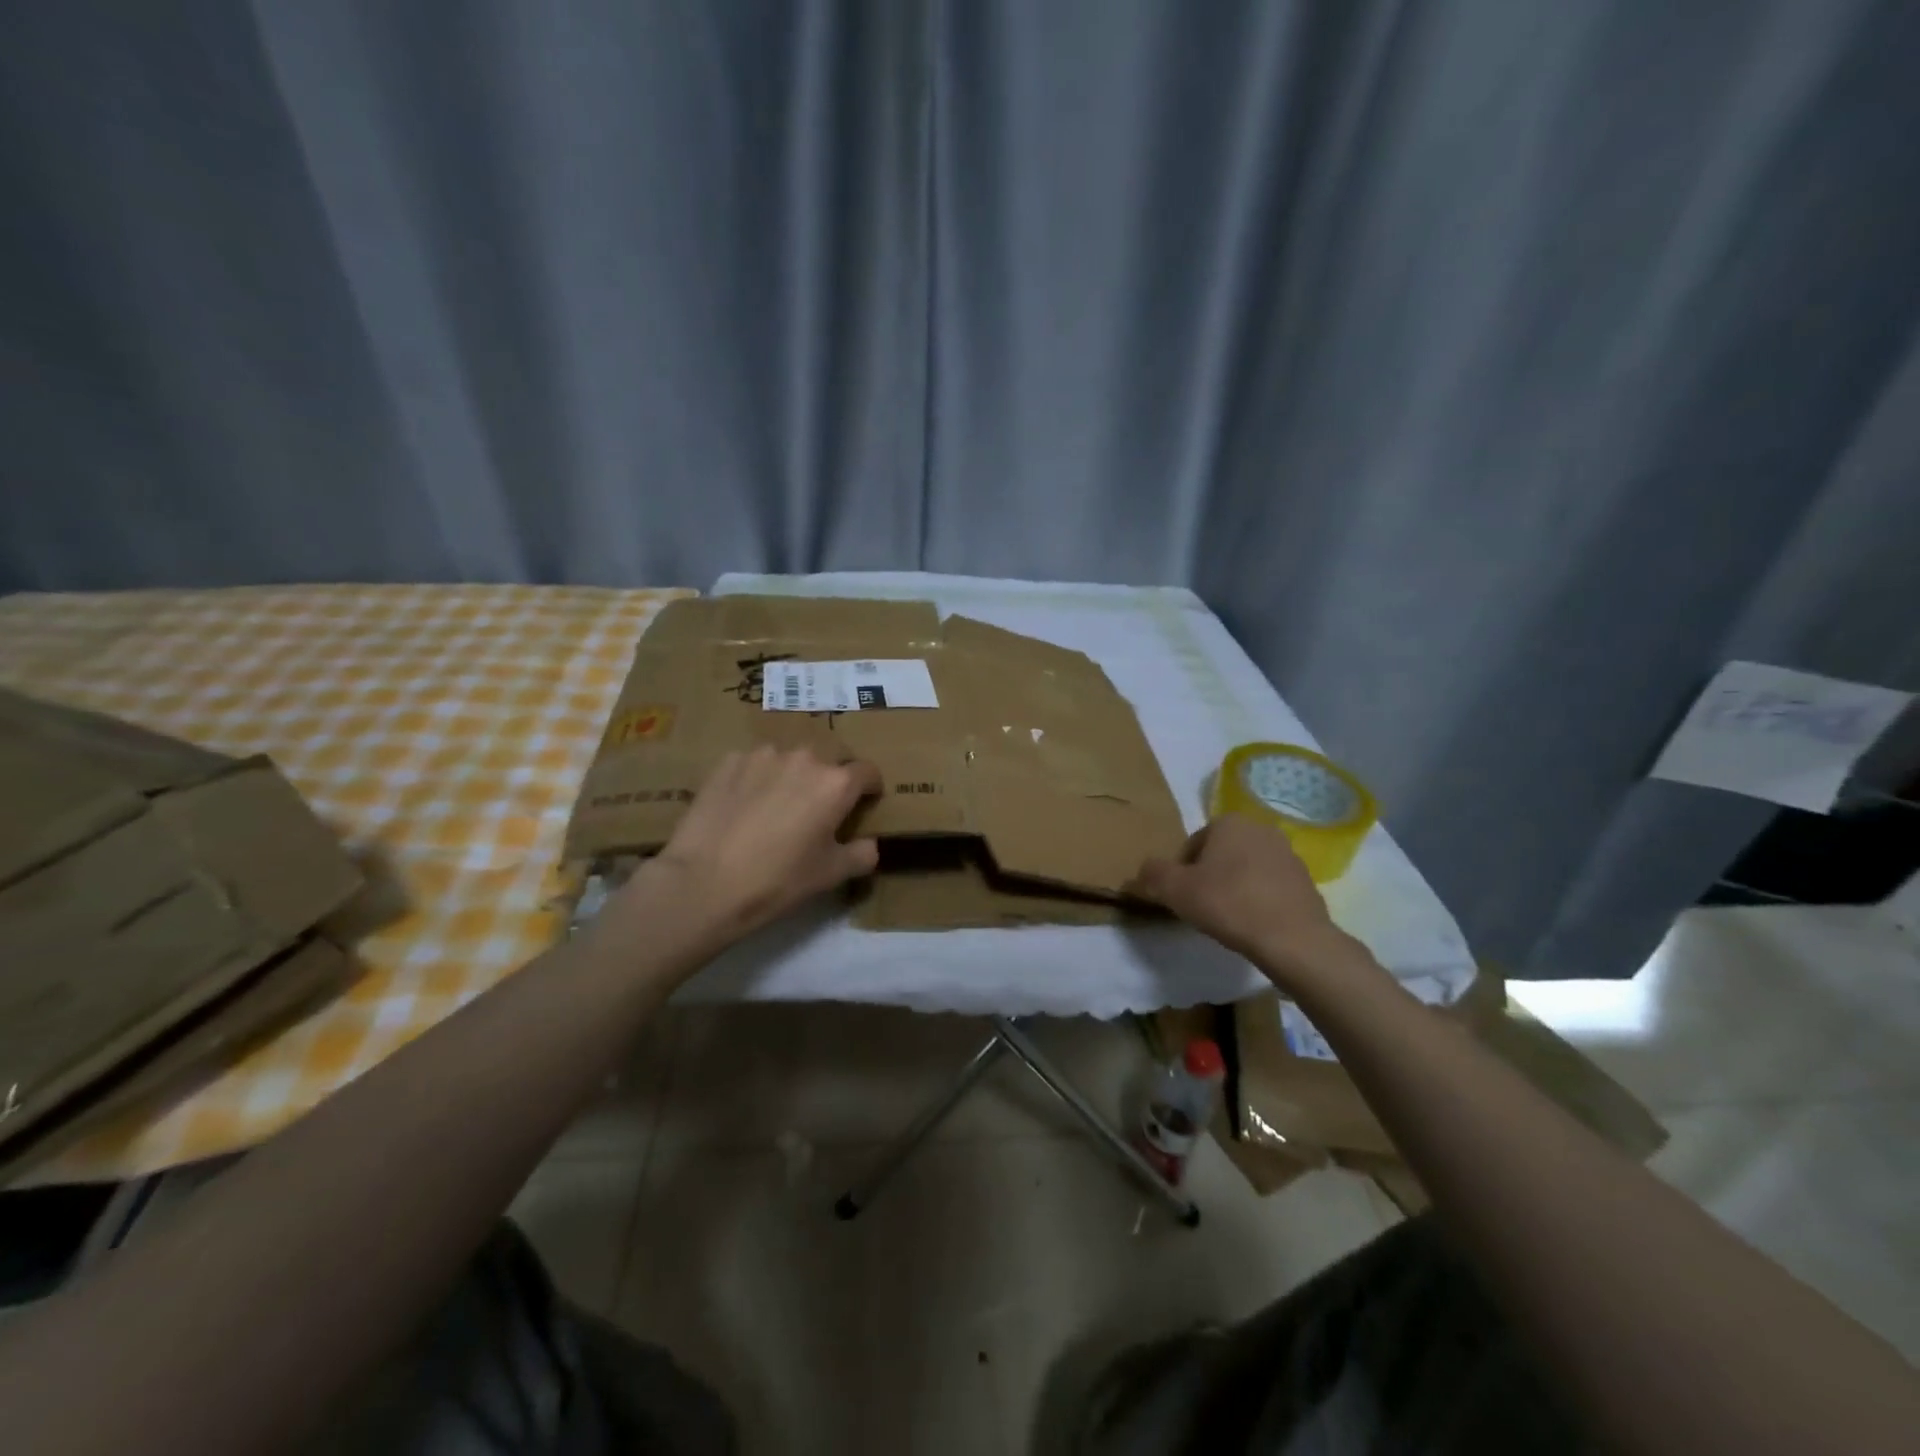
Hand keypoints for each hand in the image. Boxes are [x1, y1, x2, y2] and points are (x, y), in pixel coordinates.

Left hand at [620, 747, 882, 949]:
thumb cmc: (778, 880)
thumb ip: (861, 854)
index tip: (863, 805)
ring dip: (790, 778)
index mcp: (836, 783)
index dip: (869, 789)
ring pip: (788, 761)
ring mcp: (763, 755)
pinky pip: (753, 765)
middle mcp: (804, 758)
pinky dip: (756, 780)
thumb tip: (870, 844)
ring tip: (774, 809)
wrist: (704, 883)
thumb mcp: (831, 875)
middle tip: (814, 813)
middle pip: (827, 762)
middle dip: (827, 783)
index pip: (867, 772)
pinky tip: (743, 808)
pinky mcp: (728, 762)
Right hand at [1126, 812, 1360, 989]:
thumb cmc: (1228, 904)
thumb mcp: (1175, 890)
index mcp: (1230, 822)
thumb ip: (1153, 874)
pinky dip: (1258, 900)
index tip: (1182, 897)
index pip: (1193, 844)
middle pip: (1220, 855)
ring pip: (1246, 870)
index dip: (1181, 872)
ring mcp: (1288, 855)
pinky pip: (1269, 887)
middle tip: (1201, 908)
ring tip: (1228, 919)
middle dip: (1209, 877)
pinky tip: (1253, 924)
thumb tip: (1144, 870)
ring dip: (1234, 888)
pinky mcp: (1306, 881)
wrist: (1292, 939)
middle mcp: (1261, 829)